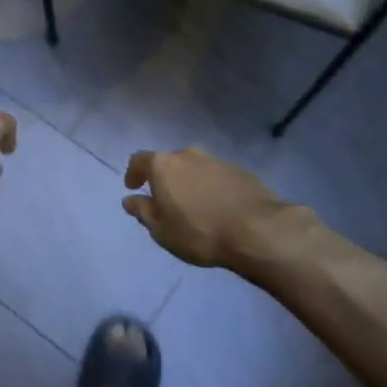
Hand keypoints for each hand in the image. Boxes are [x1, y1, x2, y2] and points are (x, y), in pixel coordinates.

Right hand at [123, 147, 299, 267]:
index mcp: (164, 165)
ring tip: (192, 206)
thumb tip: (130, 200)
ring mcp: (216, 160)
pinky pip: (215, 176)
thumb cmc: (199, 232)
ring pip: (194, 167)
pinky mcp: (240, 170)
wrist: (256, 230)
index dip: (133, 173)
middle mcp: (188, 155)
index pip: (139, 160)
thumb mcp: (162, 230)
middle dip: (164, 178)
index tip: (133, 187)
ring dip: (189, 182)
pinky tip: (216, 207)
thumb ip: (143, 212)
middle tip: (165, 200)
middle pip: (169, 162)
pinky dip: (210, 187)